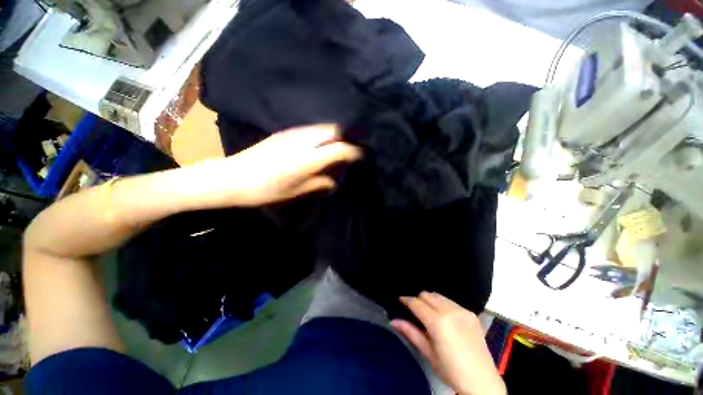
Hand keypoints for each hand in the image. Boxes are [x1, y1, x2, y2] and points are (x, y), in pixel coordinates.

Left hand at [224, 124, 360, 205]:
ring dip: (336, 133)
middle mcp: (303, 140)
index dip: (355, 152)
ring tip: (341, 144)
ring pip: (323, 127)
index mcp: (307, 159)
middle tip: (354, 148)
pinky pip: (311, 128)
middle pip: (334, 130)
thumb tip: (333, 181)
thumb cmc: (262, 190)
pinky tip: (320, 143)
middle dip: (348, 137)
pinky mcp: (284, 132)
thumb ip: (316, 184)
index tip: (362, 157)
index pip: (340, 148)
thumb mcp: (292, 192)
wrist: (234, 176)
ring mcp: (292, 133)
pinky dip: (321, 133)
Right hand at [391, 292, 505, 394]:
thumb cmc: (449, 369)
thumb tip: (394, 321)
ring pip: (444, 298)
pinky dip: (444, 305)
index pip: (418, 304)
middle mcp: (452, 311)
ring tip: (425, 313)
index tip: (398, 300)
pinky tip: (442, 317)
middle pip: (431, 296)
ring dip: (432, 301)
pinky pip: (454, 304)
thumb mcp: (428, 353)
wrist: (478, 375)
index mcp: (439, 322)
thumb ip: (412, 334)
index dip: (406, 300)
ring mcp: (465, 312)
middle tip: (410, 309)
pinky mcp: (473, 315)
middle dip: (419, 299)